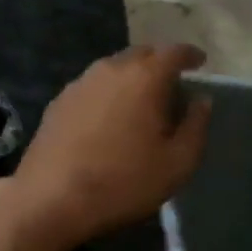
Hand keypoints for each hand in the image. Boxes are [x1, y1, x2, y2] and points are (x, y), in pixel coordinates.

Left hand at [7, 43, 212, 250]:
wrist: (50, 197)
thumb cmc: (122, 182)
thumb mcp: (177, 163)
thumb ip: (196, 126)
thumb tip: (201, 99)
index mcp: (143, 77)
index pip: (173, 52)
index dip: (190, 55)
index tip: (200, 63)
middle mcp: (108, 69)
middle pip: (140, 55)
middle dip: (159, 64)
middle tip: (172, 85)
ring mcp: (78, 84)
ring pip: (112, 69)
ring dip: (131, 78)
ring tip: (142, 102)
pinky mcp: (57, 102)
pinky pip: (92, 87)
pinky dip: (108, 93)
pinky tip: (109, 117)